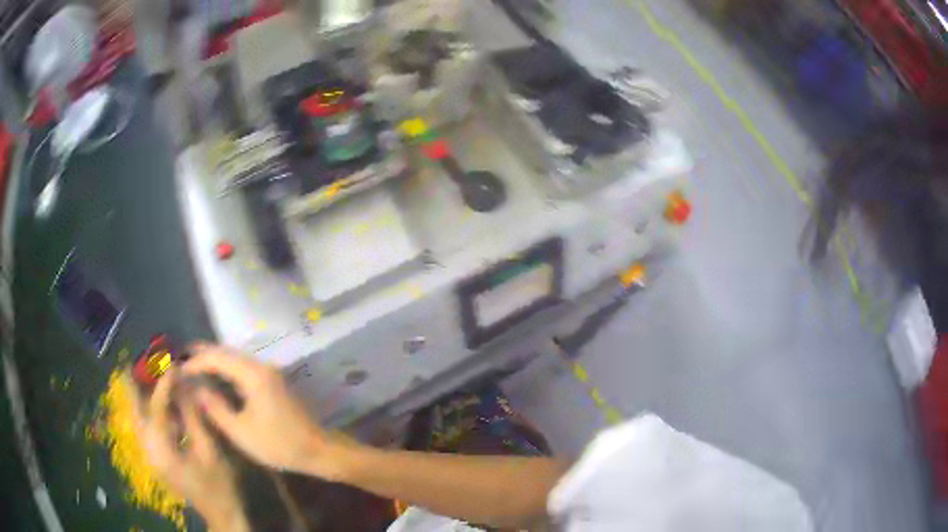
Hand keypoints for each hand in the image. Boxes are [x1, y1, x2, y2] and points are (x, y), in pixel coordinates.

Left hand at [130, 369, 247, 531]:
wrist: (222, 513)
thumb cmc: (219, 484)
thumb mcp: (209, 450)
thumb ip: (193, 416)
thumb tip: (184, 384)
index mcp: (162, 450)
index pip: (156, 409)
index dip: (164, 385)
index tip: (173, 364)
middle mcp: (150, 451)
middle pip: (137, 412)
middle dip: (137, 385)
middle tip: (139, 360)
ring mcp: (152, 456)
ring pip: (140, 419)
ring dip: (142, 396)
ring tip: (147, 374)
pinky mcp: (158, 458)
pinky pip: (148, 428)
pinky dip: (151, 412)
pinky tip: (162, 403)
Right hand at [183, 343, 348, 479]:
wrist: (317, 450)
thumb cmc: (278, 444)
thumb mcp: (240, 431)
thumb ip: (216, 408)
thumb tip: (196, 389)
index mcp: (253, 374)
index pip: (218, 358)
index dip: (196, 362)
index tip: (178, 369)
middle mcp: (261, 366)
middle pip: (227, 352)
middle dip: (203, 353)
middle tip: (181, 358)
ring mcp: (269, 372)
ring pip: (236, 359)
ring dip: (215, 360)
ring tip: (193, 364)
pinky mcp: (273, 381)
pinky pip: (244, 368)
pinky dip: (227, 369)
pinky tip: (216, 376)